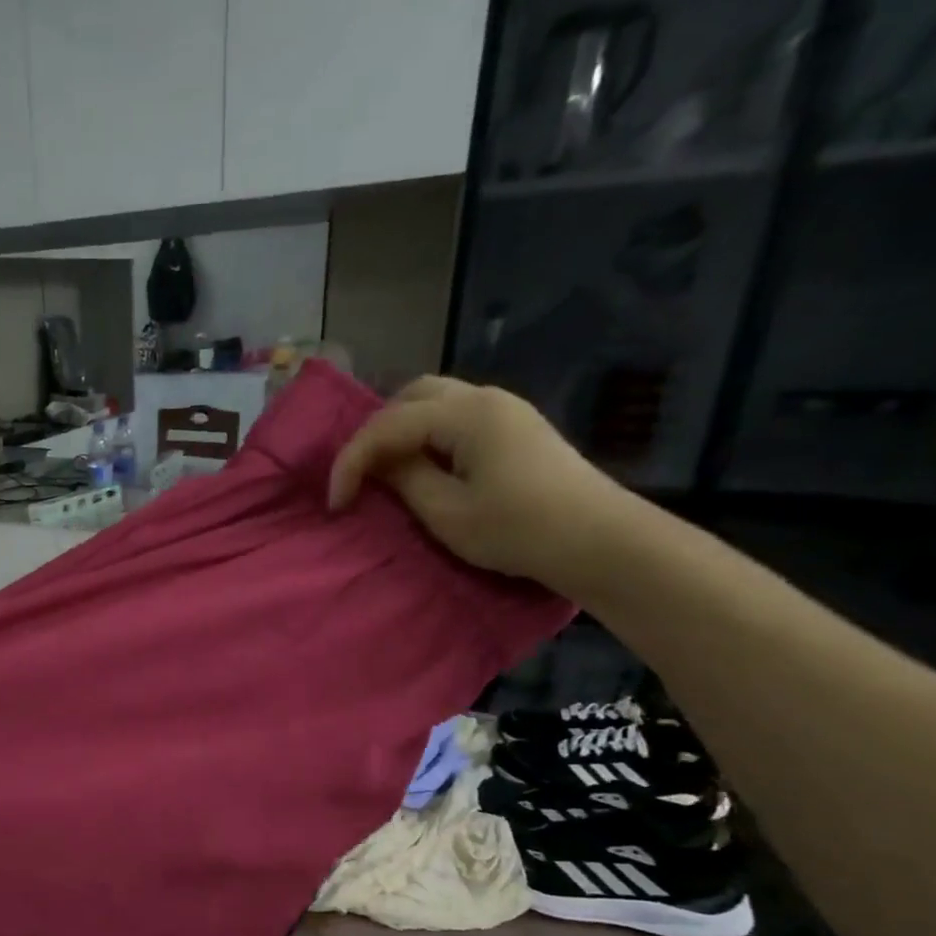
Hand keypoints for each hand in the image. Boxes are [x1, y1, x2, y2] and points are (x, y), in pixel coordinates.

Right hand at [327, 375, 638, 591]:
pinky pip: (454, 417)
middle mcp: (485, 398)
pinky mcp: (515, 428)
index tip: (336, 503)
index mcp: (466, 414)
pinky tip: (420, 465)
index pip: (389, 423)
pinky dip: (425, 435)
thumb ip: (405, 480)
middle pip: (412, 395)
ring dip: (401, 430)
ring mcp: (505, 410)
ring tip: (384, 470)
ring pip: (435, 402)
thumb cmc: (518, 529)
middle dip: (375, 432)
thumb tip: (381, 462)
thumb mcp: (447, 512)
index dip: (353, 461)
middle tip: (360, 475)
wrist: (598, 540)